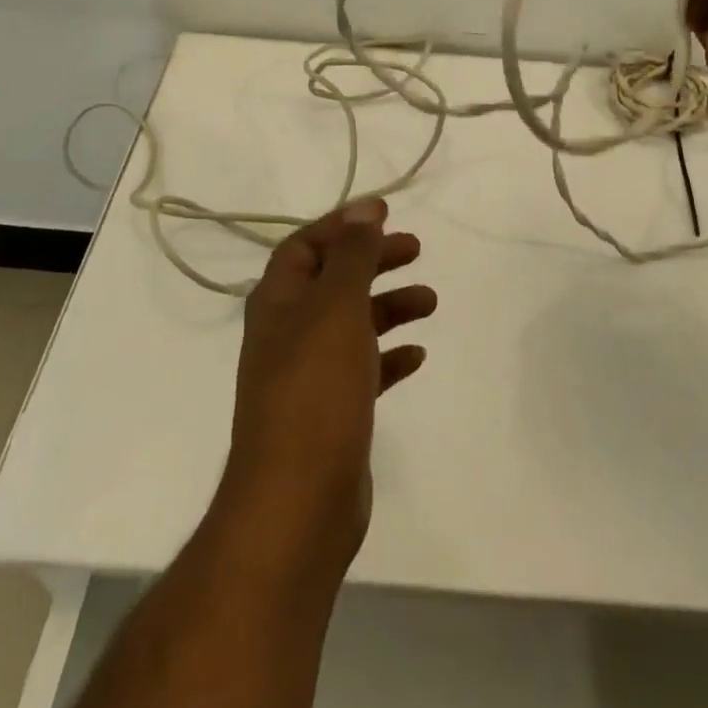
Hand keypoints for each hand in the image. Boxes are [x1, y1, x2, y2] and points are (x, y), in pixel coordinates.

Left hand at [220, 199, 433, 573]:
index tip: (385, 214)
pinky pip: (362, 369)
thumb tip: (364, 207)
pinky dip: (388, 356)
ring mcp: (306, 375)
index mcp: (278, 301)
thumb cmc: (316, 388)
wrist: (298, 499)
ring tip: (430, 301)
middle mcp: (287, 332)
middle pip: (332, 279)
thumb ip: (351, 255)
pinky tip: (417, 356)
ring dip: (388, 306)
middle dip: (372, 260)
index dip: (343, 225)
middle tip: (415, 249)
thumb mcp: (336, 307)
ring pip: (351, 324)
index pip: (305, 245)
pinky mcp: (329, 412)